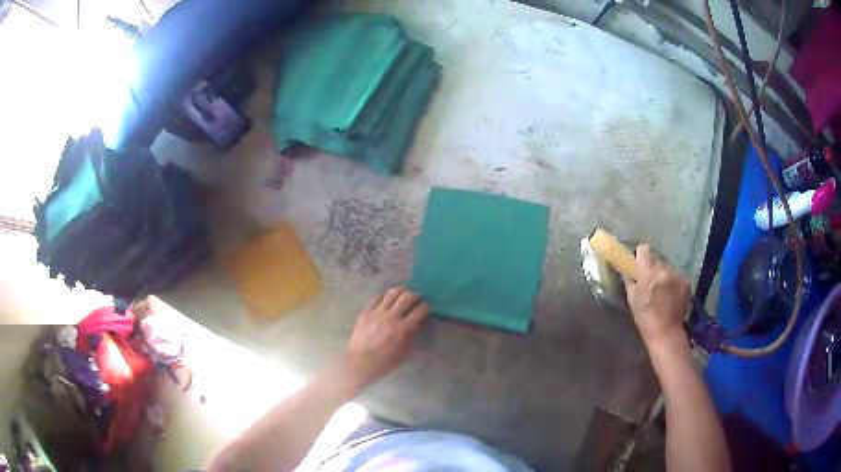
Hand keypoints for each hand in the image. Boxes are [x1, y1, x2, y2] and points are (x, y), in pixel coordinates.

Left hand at [344, 287, 428, 388]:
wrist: (361, 361)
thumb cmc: (386, 361)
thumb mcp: (405, 350)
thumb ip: (413, 333)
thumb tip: (417, 321)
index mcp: (404, 328)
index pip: (420, 310)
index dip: (426, 306)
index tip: (426, 306)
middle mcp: (392, 317)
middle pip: (407, 296)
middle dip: (416, 295)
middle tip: (417, 297)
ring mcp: (377, 312)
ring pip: (392, 292)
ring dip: (402, 291)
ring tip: (404, 293)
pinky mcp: (366, 311)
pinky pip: (378, 297)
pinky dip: (386, 297)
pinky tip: (388, 300)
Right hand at [623, 245, 690, 350]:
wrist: (666, 333)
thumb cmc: (645, 318)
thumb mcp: (632, 299)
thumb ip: (628, 279)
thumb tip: (622, 265)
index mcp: (648, 273)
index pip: (644, 249)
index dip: (640, 256)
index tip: (639, 265)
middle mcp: (664, 270)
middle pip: (656, 258)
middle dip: (652, 267)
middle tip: (650, 281)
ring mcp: (677, 275)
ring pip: (667, 266)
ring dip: (663, 274)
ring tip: (662, 290)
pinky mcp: (686, 281)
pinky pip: (676, 274)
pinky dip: (673, 281)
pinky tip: (671, 295)